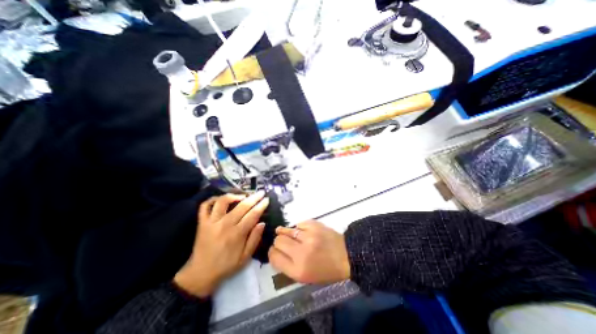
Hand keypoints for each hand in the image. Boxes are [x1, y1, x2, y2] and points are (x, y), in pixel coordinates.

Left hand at [173, 191, 268, 296]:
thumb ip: (254, 239)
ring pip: (223, 202)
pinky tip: (221, 199)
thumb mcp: (245, 258)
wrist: (200, 274)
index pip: (252, 215)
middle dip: (254, 197)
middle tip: (261, 192)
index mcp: (237, 234)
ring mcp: (211, 222)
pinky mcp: (202, 223)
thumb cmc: (226, 266)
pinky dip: (212, 199)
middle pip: (242, 206)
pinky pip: (205, 206)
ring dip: (234, 196)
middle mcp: (224, 225)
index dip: (261, 205)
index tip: (267, 199)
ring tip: (242, 196)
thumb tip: (262, 223)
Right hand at [270, 220, 349, 284]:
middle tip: (284, 242)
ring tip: (289, 234)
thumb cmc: (326, 270)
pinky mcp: (313, 224)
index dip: (272, 252)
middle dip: (278, 242)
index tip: (276, 250)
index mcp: (298, 270)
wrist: (346, 255)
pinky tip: (302, 231)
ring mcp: (308, 236)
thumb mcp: (305, 277)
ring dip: (285, 232)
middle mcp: (301, 252)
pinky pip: (297, 224)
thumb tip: (276, 251)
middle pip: (278, 241)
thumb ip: (287, 266)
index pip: (274, 257)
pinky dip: (298, 228)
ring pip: (286, 230)